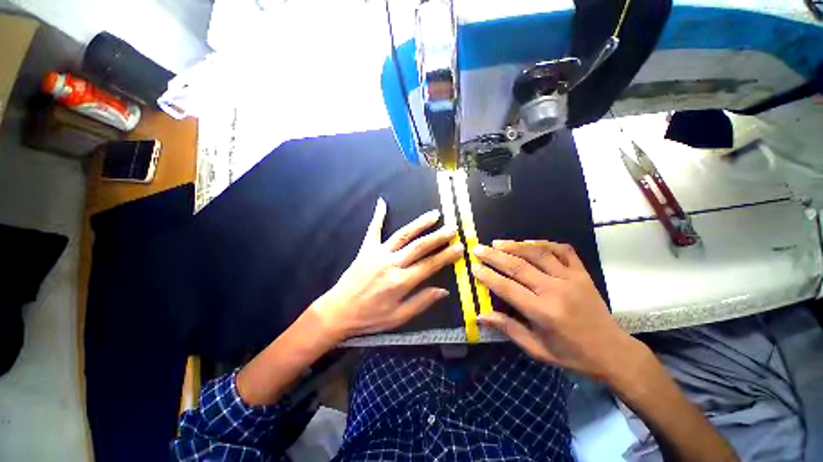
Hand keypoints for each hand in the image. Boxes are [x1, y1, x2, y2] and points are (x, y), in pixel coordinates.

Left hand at [310, 197, 462, 341]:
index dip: (446, 256)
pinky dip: (378, 216)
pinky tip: (382, 202)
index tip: (459, 247)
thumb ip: (421, 302)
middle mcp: (392, 264)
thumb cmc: (370, 317)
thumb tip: (443, 291)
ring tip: (434, 214)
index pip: (429, 265)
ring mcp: (378, 254)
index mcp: (401, 282)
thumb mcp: (398, 317)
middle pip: (419, 246)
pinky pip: (373, 230)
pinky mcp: (366, 250)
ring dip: (419, 223)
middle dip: (438, 237)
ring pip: (403, 235)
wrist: (338, 311)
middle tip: (452, 228)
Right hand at [473, 240, 638, 381]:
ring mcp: (571, 278)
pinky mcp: (582, 273)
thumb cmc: (570, 354)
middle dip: (494, 256)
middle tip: (478, 249)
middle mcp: (556, 291)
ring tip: (497, 242)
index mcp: (543, 312)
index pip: (507, 288)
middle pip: (519, 266)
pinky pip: (562, 250)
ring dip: (515, 245)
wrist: (612, 351)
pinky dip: (544, 243)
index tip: (474, 267)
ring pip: (538, 253)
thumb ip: (508, 328)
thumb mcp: (536, 349)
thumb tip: (480, 316)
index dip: (488, 276)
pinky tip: (529, 243)